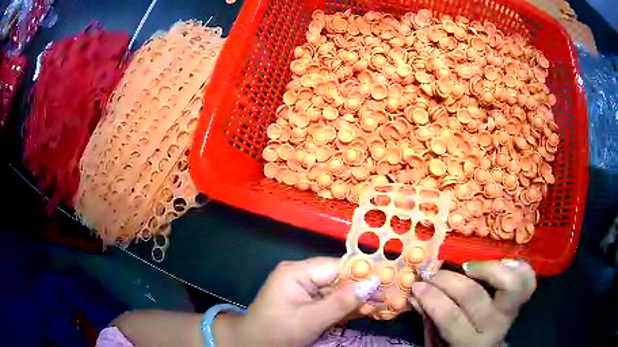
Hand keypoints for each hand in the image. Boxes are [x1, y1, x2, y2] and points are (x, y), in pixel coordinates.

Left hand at [213, 257, 379, 346]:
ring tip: (380, 306)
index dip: (362, 274)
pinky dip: (345, 308)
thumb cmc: (277, 332)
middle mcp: (301, 275)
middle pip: (339, 278)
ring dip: (356, 300)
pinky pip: (329, 301)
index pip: (336, 267)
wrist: (252, 344)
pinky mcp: (306, 301)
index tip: (386, 281)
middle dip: (362, 290)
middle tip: (387, 298)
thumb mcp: (310, 319)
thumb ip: (342, 302)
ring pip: (337, 291)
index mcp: (297, 272)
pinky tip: (363, 311)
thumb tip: (372, 283)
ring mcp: (303, 288)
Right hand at [411, 260, 535, 346]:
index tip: (417, 285)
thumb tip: (415, 294)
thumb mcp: (438, 343)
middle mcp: (494, 327)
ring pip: (509, 282)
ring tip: (467, 267)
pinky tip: (498, 264)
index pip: (451, 317)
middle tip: (433, 273)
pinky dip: (516, 266)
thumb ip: (429, 320)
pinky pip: (527, 278)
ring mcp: (511, 311)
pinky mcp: (521, 300)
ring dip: (486, 268)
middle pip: (475, 296)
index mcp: (470, 343)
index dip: (432, 298)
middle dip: (448, 280)